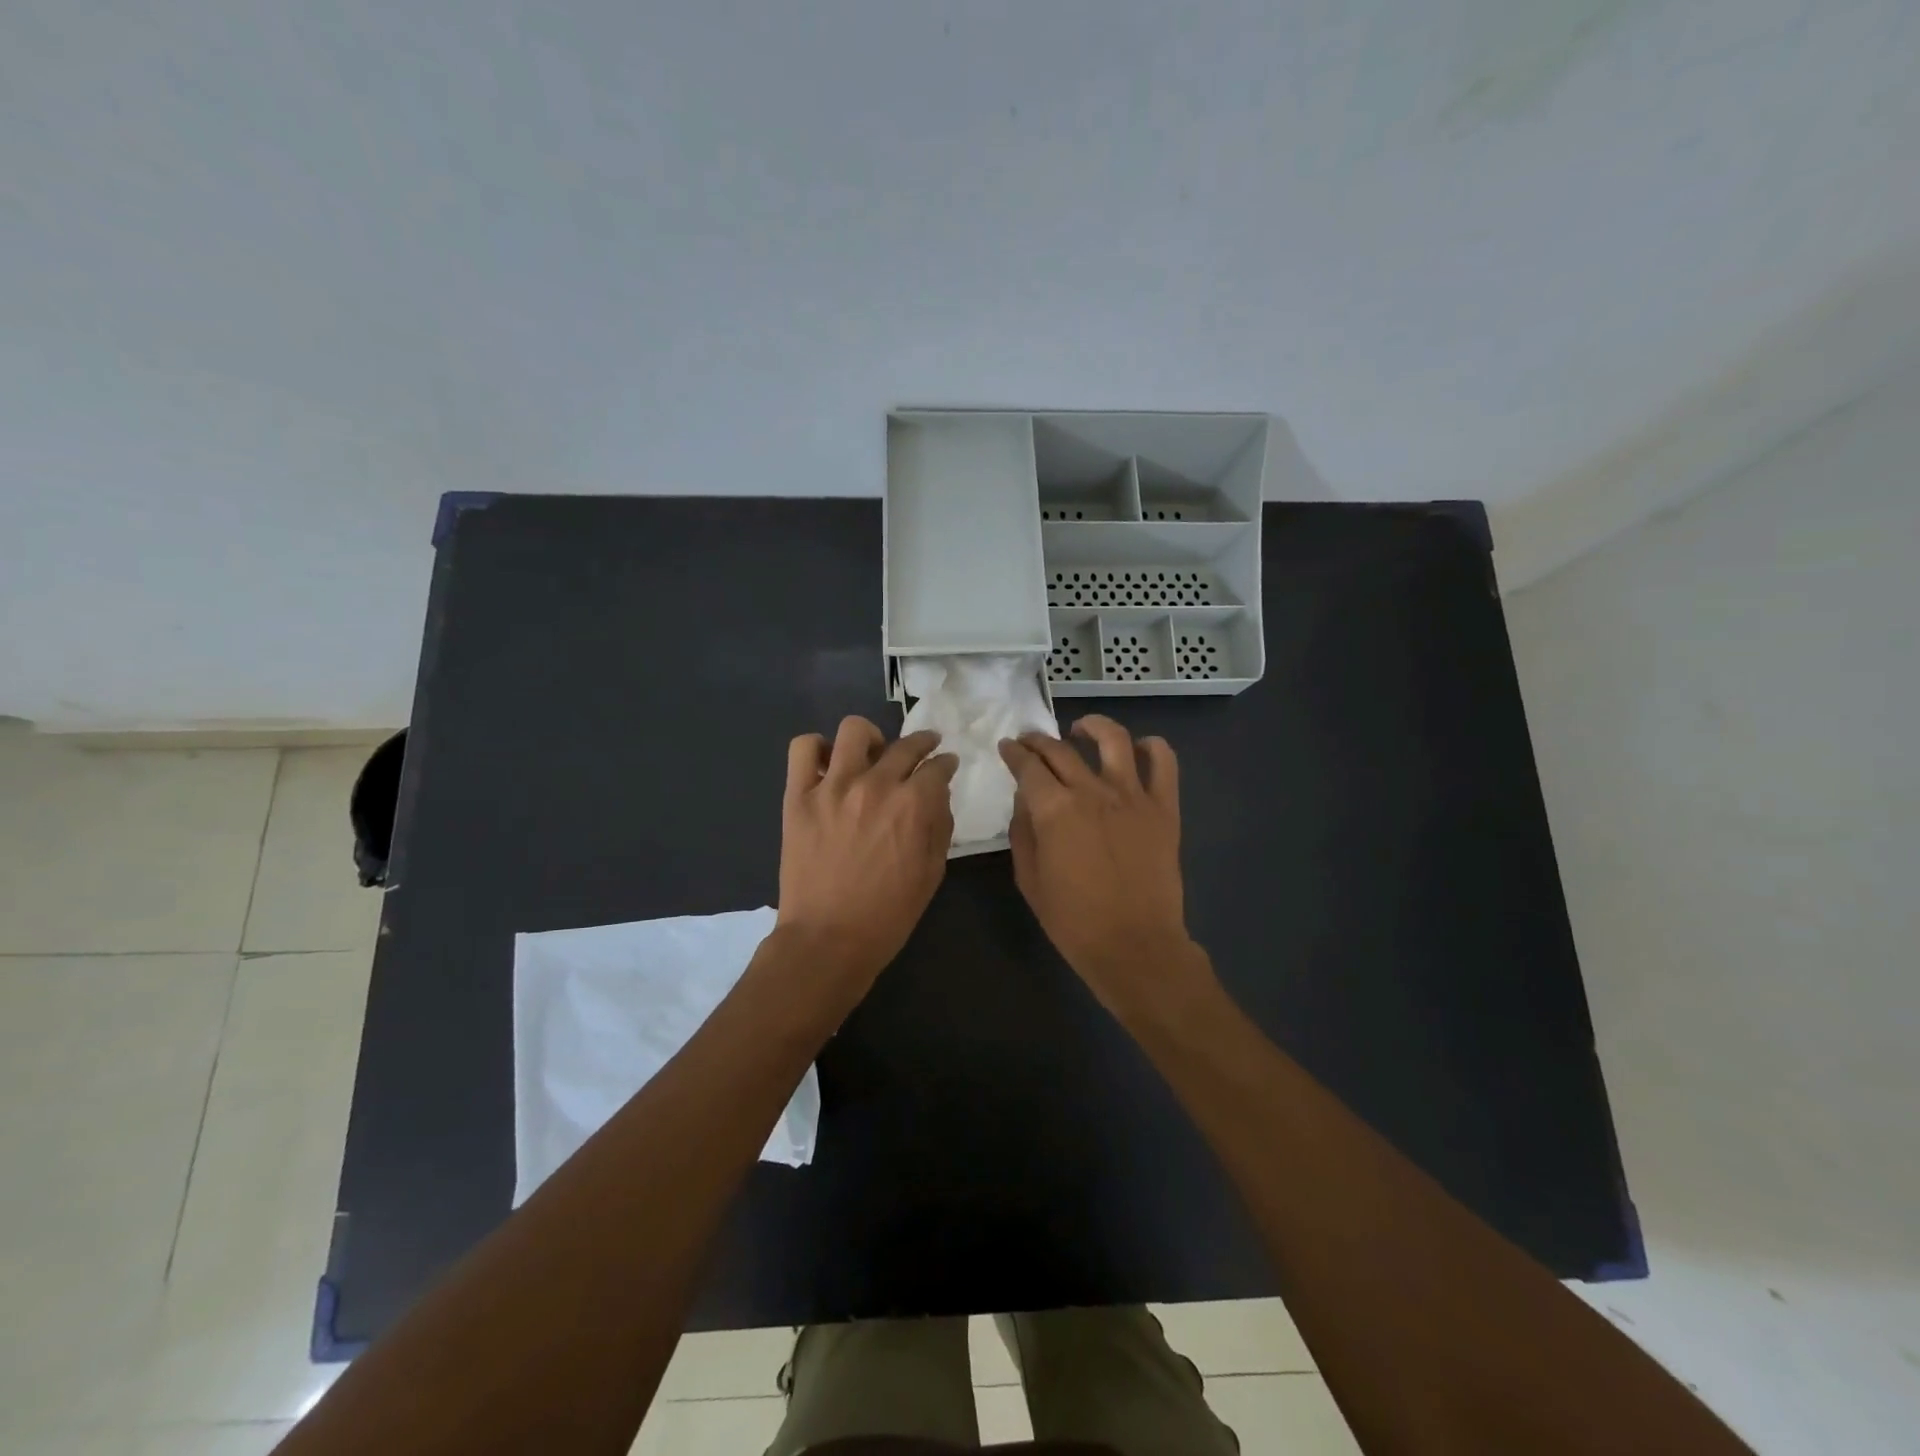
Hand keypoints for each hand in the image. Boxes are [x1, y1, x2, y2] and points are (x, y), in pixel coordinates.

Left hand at [777, 717, 958, 989]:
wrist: (828, 939)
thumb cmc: (888, 914)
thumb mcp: (932, 873)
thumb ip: (939, 826)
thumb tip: (938, 795)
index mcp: (913, 804)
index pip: (937, 766)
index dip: (946, 763)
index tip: (946, 765)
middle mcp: (876, 784)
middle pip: (905, 745)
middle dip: (922, 744)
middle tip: (922, 751)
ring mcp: (833, 786)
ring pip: (854, 730)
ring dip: (870, 738)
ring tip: (871, 754)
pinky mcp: (799, 796)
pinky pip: (803, 749)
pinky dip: (817, 748)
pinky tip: (828, 765)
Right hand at [998, 715, 1197, 1014]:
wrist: (1134, 946)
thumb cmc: (1074, 920)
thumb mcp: (1029, 879)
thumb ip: (1023, 832)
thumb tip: (1025, 801)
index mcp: (1055, 809)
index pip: (1027, 766)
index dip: (1014, 753)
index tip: (1007, 747)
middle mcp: (1092, 791)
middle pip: (1060, 749)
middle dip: (1039, 740)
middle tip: (1030, 742)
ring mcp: (1133, 796)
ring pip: (1114, 739)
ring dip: (1093, 727)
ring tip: (1081, 729)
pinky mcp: (1164, 808)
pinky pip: (1164, 762)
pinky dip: (1152, 747)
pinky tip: (1138, 749)